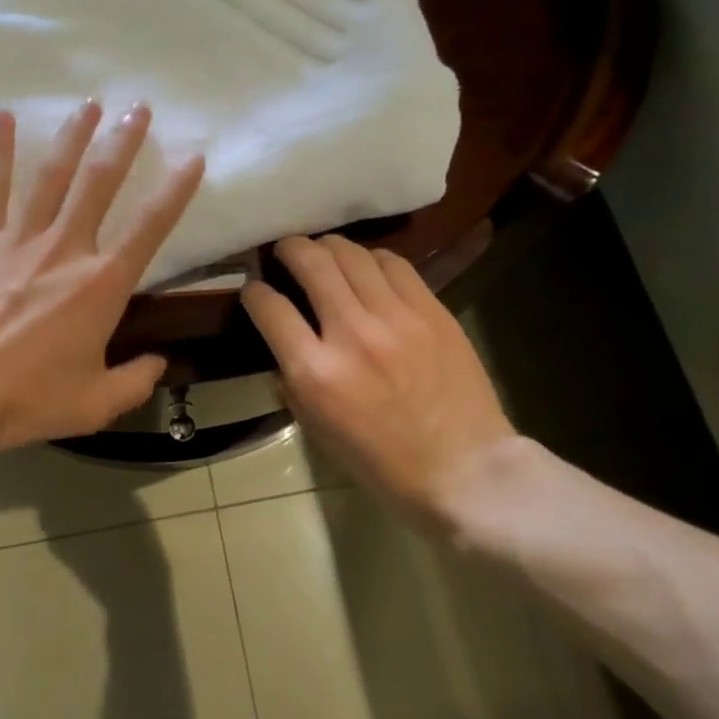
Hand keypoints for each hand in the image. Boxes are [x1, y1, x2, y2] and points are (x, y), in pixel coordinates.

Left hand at [0, 101, 203, 464]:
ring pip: (52, 175)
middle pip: (101, 183)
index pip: (151, 227)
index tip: (193, 157)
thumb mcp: (96, 403)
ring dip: (73, 136)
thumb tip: (159, 364)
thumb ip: (136, 381)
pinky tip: (2, 118)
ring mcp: (20, 240)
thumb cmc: (29, 398)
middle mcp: (67, 248)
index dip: (176, 189)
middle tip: (139, 107)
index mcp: (103, 284)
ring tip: (90, 104)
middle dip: (124, 142)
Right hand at [241, 235, 514, 532]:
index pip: (269, 308)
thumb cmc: (383, 464)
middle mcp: (351, 333)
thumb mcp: (318, 431)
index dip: (253, 292)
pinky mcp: (432, 311)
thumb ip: (293, 382)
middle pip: (311, 263)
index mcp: (315, 373)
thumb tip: (284, 347)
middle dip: (290, 248)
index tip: (254, 290)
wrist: (464, 471)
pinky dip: (372, 259)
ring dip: (330, 247)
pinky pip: (395, 265)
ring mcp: (396, 317)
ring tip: (325, 252)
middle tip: (286, 250)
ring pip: (353, 254)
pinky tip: (368, 267)